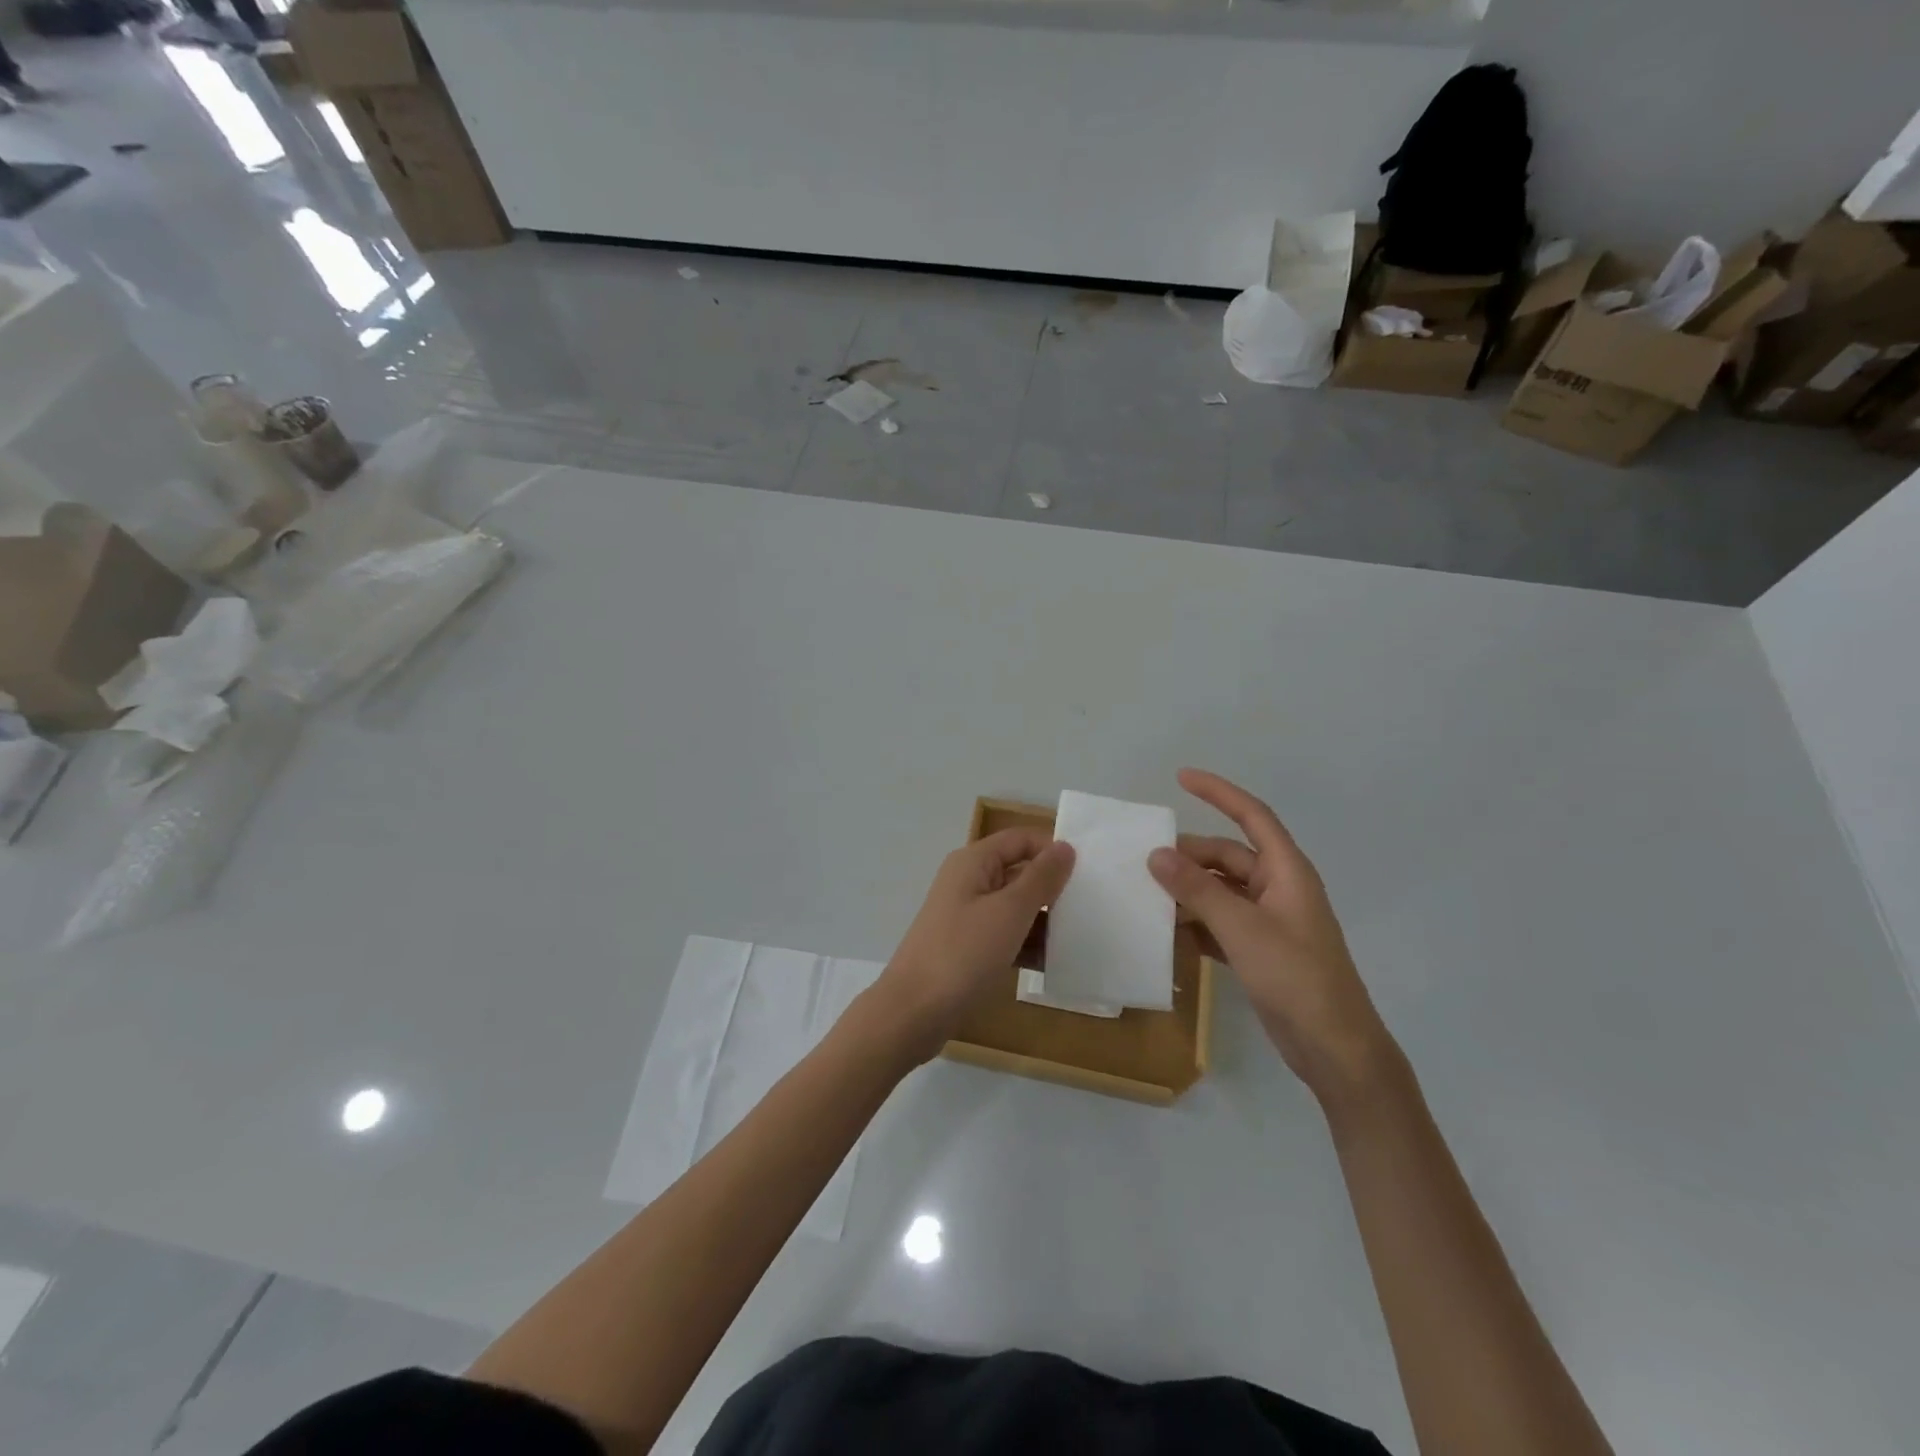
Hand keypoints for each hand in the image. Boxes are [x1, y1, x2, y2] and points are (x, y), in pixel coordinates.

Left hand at [874, 830, 1075, 1062]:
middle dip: (1053, 887)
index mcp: (974, 862)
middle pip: (1019, 872)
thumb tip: (1065, 847)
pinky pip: (1006, 935)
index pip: (1021, 839)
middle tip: (1093, 905)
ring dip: (1044, 920)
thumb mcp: (1009, 911)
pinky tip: (1056, 962)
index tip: (1090, 872)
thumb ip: (1041, 877)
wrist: (913, 1012)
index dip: (1053, 849)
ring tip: (1083, 935)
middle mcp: (969, 882)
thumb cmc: (963, 953)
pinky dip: (1028, 944)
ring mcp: (967, 916)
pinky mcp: (968, 948)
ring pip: (1015, 907)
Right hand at [1149, 769, 1399, 1107]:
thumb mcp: (1242, 928)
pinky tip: (1167, 932)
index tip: (1181, 777)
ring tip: (1147, 894)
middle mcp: (1278, 889)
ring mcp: (1269, 921)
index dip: (1219, 793)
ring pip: (1221, 891)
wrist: (1335, 1049)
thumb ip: (1198, 889)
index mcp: (1286, 872)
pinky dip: (1196, 922)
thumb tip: (1157, 854)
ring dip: (1188, 891)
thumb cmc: (1296, 977)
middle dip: (1189, 855)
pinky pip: (1220, 922)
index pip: (1252, 816)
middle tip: (1144, 861)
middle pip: (1228, 856)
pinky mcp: (1260, 951)